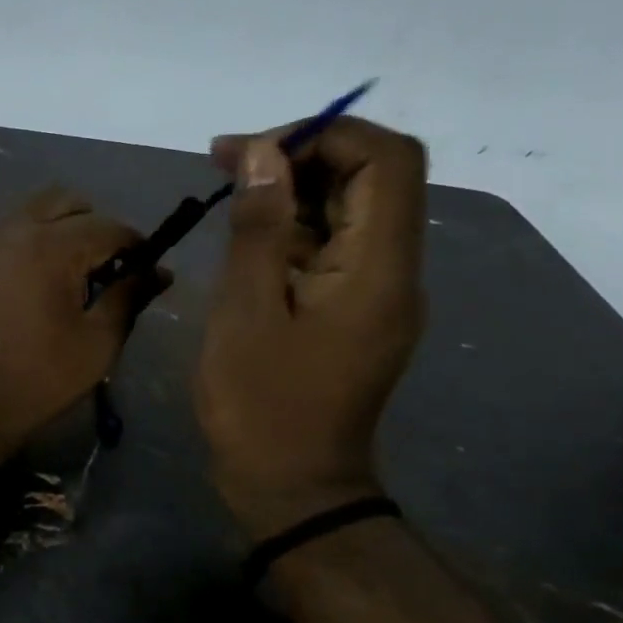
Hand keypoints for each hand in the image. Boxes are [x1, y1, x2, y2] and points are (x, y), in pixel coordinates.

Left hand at [0, 187, 163, 464]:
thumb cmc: (35, 381)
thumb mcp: (96, 345)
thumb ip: (128, 298)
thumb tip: (158, 271)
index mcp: (50, 247)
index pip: (107, 226)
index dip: (133, 244)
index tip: (142, 266)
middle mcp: (10, 229)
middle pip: (63, 201)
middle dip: (90, 225)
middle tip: (98, 265)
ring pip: (24, 213)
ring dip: (50, 230)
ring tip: (56, 274)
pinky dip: (14, 248)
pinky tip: (15, 285)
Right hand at [194, 117, 426, 537]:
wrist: (292, 488)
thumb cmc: (261, 406)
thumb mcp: (245, 312)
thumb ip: (258, 228)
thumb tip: (262, 152)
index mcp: (379, 269)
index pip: (386, 160)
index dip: (324, 134)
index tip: (255, 149)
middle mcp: (394, 271)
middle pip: (372, 178)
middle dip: (302, 155)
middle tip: (229, 162)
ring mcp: (378, 292)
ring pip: (351, 210)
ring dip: (294, 190)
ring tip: (229, 191)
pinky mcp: (355, 310)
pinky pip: (334, 247)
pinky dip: (293, 228)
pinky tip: (246, 238)